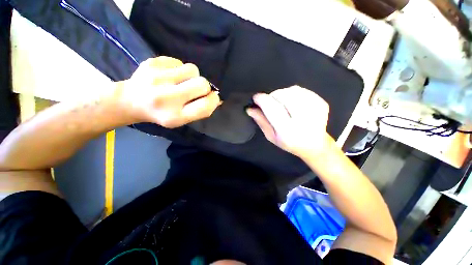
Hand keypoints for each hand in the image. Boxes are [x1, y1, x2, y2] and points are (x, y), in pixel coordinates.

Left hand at [115, 56, 220, 127]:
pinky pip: (178, 61)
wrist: (130, 101)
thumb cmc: (161, 113)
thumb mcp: (182, 119)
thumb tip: (217, 98)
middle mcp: (166, 98)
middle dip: (204, 87)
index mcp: (175, 116)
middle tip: (194, 90)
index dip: (213, 100)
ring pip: (193, 69)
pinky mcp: (151, 63)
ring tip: (182, 81)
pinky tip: (170, 75)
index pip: (205, 105)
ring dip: (192, 76)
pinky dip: (179, 69)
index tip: (212, 97)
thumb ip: (201, 110)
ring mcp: (156, 78)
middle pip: (202, 84)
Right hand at [246, 86, 330, 158]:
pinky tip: (292, 102)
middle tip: (269, 102)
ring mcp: (315, 110)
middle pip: (283, 96)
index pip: (272, 109)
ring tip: (281, 103)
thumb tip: (250, 109)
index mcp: (288, 130)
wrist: (315, 145)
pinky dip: (292, 93)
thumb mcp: (271, 136)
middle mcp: (302, 119)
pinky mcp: (321, 103)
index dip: (262, 100)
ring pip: (292, 91)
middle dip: (272, 96)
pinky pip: (301, 90)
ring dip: (282, 94)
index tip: (256, 97)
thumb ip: (261, 121)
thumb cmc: (289, 143)